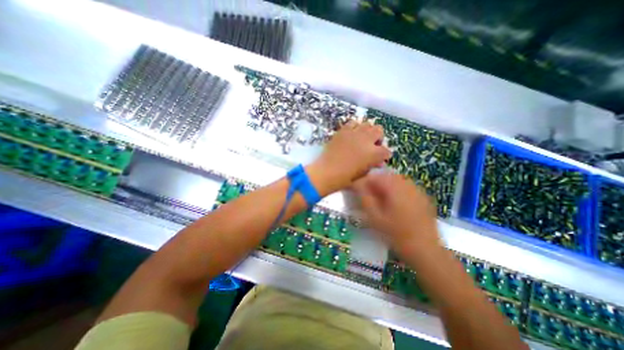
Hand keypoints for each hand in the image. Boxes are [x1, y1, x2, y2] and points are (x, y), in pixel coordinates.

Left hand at [307, 121, 387, 194]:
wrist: (327, 171)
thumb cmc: (345, 177)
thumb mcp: (362, 174)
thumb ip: (372, 165)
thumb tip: (378, 162)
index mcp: (373, 153)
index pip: (386, 151)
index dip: (385, 155)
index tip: (381, 158)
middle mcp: (366, 140)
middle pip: (379, 130)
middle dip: (378, 138)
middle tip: (373, 145)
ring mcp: (354, 133)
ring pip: (368, 124)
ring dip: (368, 131)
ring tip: (363, 139)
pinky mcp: (343, 131)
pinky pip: (353, 123)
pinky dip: (355, 127)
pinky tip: (352, 134)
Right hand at [354, 173, 440, 256]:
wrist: (425, 250)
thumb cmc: (396, 234)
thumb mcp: (375, 218)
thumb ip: (365, 198)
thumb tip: (357, 185)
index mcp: (394, 188)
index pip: (375, 176)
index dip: (364, 182)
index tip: (359, 192)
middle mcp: (407, 184)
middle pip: (386, 175)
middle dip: (375, 183)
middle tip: (370, 196)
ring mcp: (417, 190)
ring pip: (396, 180)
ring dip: (386, 185)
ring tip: (382, 200)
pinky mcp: (423, 197)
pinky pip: (406, 186)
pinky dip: (397, 190)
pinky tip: (396, 203)